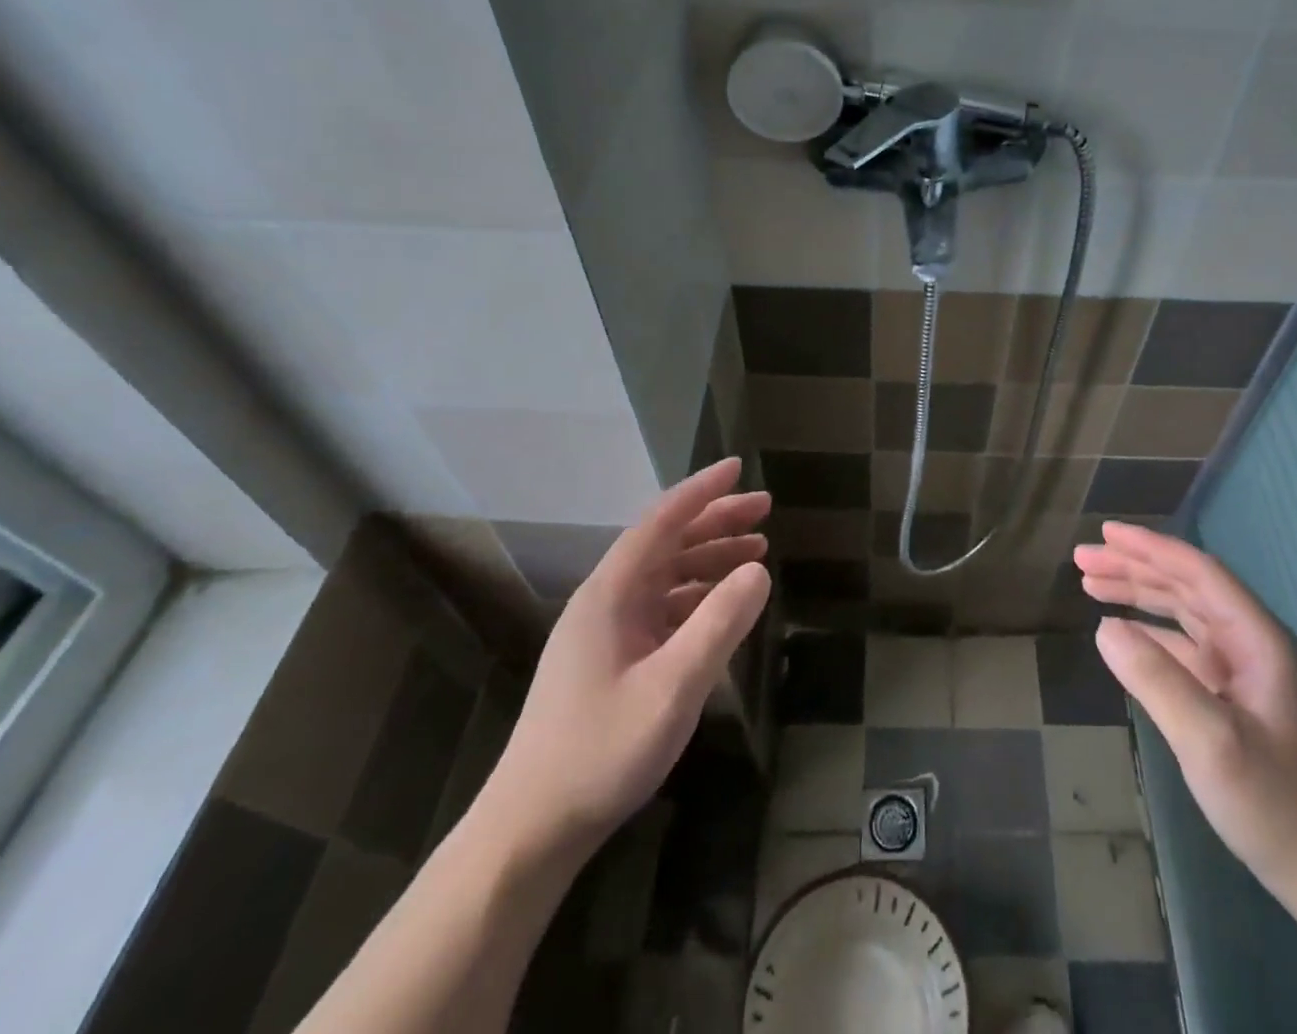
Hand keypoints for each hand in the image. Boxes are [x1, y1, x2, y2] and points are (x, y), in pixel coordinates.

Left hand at [474, 459, 771, 860]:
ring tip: (757, 551)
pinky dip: (698, 596)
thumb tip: (759, 568)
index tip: (738, 466)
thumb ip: (719, 623)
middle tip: (765, 510)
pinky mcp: (611, 660)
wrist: (531, 829)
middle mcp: (606, 601)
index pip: (661, 521)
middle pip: (666, 543)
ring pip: (666, 575)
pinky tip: (724, 604)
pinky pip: (662, 608)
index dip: (701, 491)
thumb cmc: (601, 751)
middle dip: (716, 521)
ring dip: (710, 558)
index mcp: (611, 594)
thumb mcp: (673, 686)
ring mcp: (606, 632)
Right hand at [1077, 523, 1296, 914]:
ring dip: (1138, 595)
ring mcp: (1243, 671)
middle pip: (1186, 586)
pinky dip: (1149, 633)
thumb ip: (1156, 679)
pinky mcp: (1233, 698)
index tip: (1105, 532)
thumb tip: (1103, 628)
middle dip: (1134, 567)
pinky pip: (1183, 647)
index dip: (1150, 548)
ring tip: (1090, 583)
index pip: (1198, 573)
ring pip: (1182, 613)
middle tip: (1082, 557)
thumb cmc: (1277, 804)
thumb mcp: (1210, 741)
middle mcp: (1251, 643)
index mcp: (1257, 638)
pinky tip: (1121, 633)